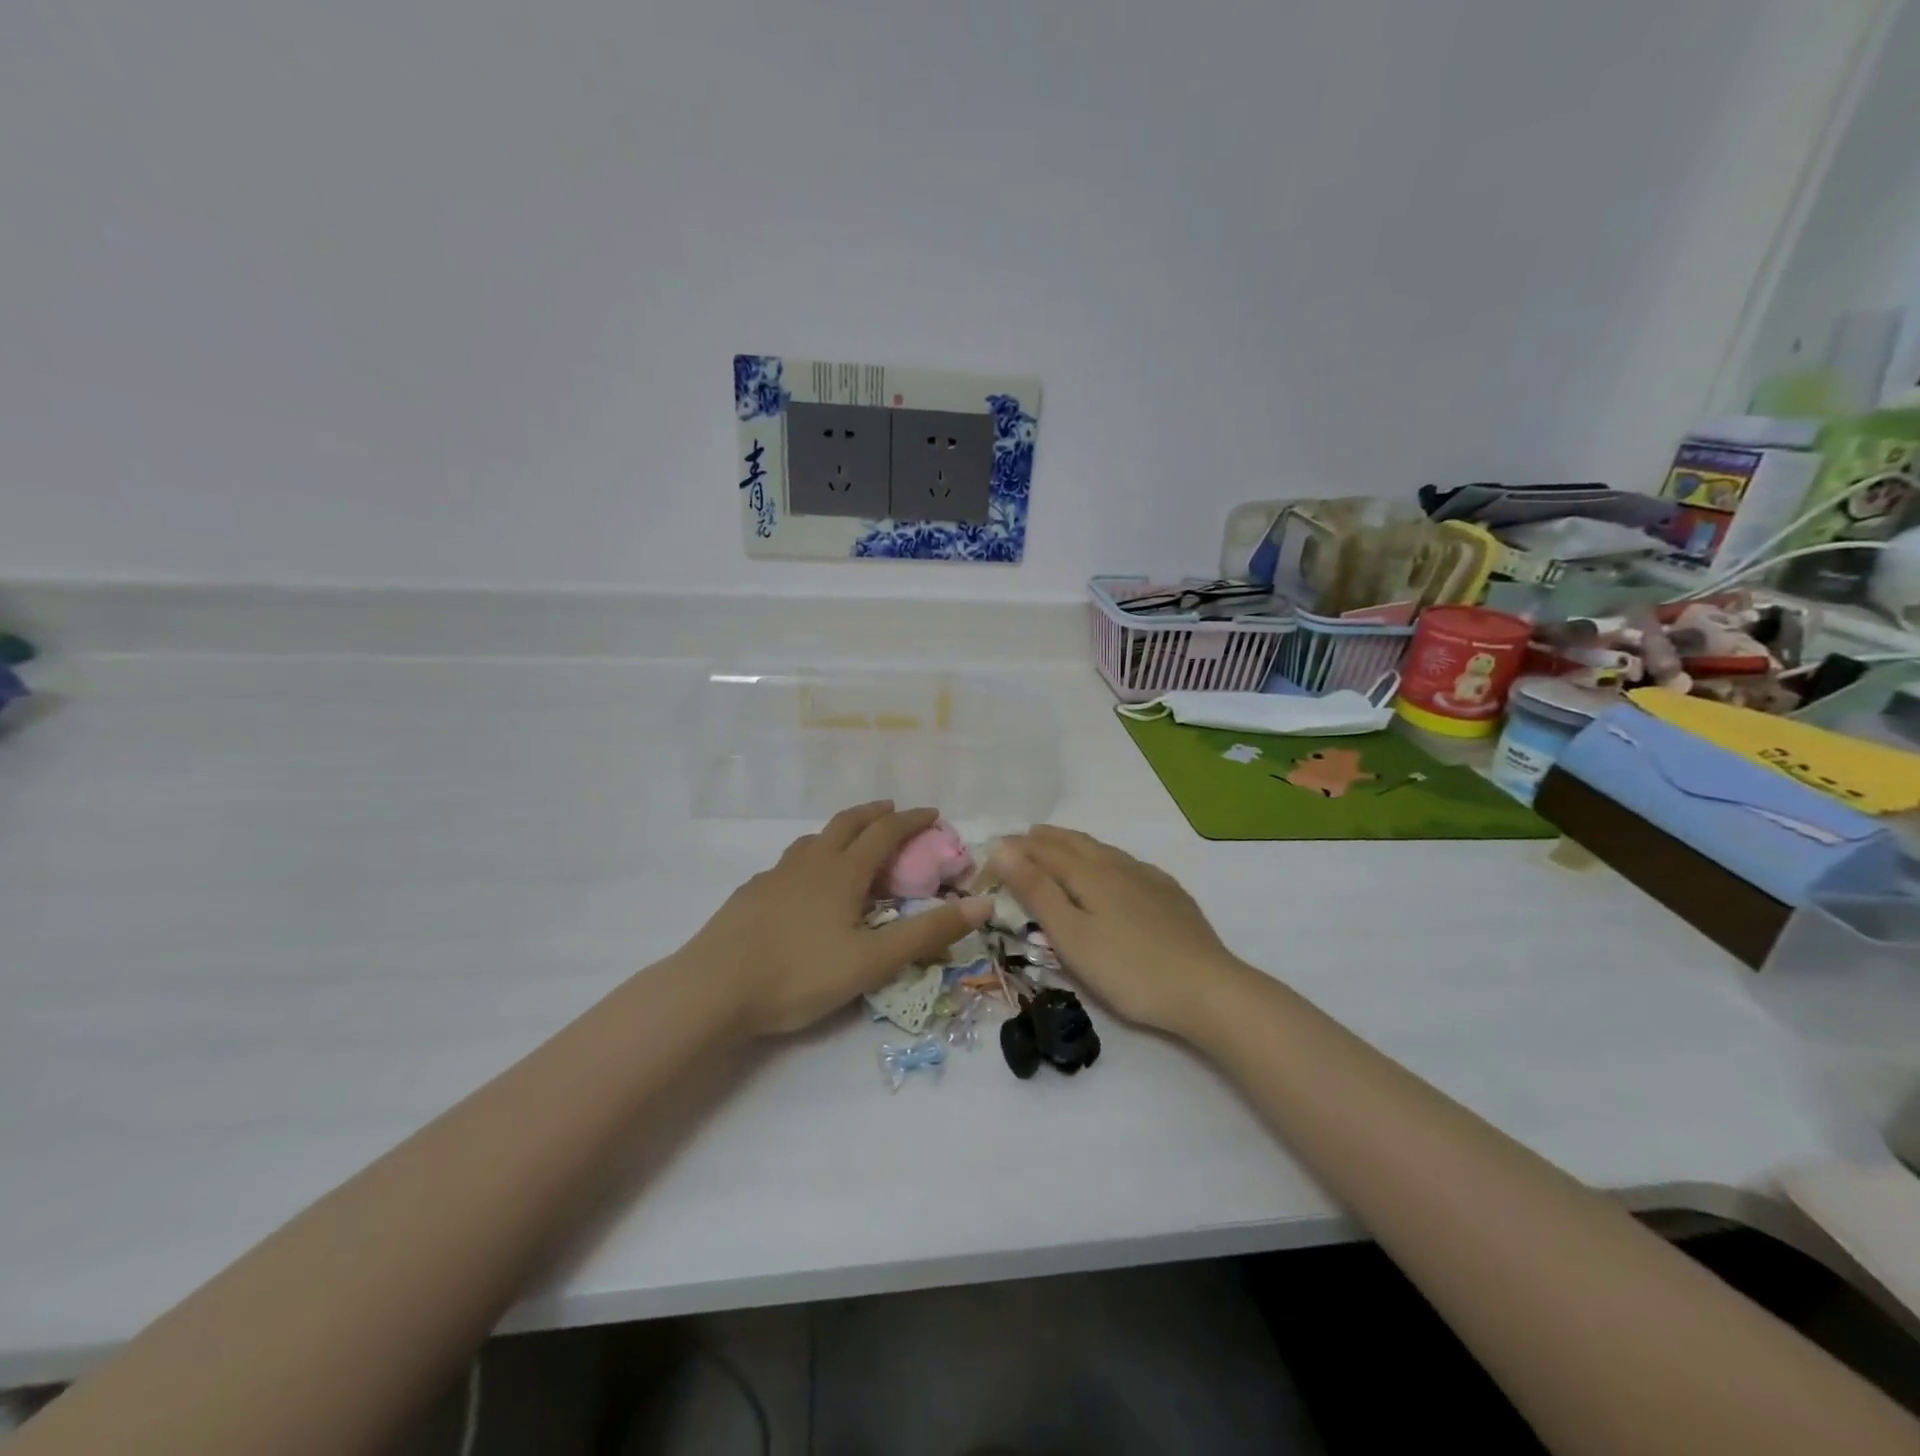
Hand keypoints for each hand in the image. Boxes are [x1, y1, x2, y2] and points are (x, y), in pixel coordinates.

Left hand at [682, 802, 989, 1037]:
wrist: (713, 988)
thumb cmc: (799, 974)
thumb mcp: (873, 961)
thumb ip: (928, 934)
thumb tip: (983, 904)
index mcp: (843, 873)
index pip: (885, 833)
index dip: (912, 820)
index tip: (933, 813)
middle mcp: (811, 863)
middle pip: (847, 823)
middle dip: (875, 813)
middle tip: (893, 811)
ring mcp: (776, 876)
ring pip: (814, 839)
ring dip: (839, 831)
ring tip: (850, 843)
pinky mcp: (751, 894)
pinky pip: (789, 862)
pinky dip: (810, 858)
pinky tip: (803, 883)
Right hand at [990, 826, 1247, 1036]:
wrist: (1207, 989)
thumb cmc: (1128, 969)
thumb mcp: (1071, 936)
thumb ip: (1036, 891)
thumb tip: (1002, 848)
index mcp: (1089, 874)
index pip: (1043, 851)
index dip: (1016, 849)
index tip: (993, 848)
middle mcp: (1118, 865)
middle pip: (1074, 843)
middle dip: (1045, 839)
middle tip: (1023, 837)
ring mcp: (1148, 878)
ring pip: (1103, 850)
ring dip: (1074, 844)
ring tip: (1059, 846)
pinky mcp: (1170, 894)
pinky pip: (1127, 863)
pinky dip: (1105, 857)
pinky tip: (1113, 869)